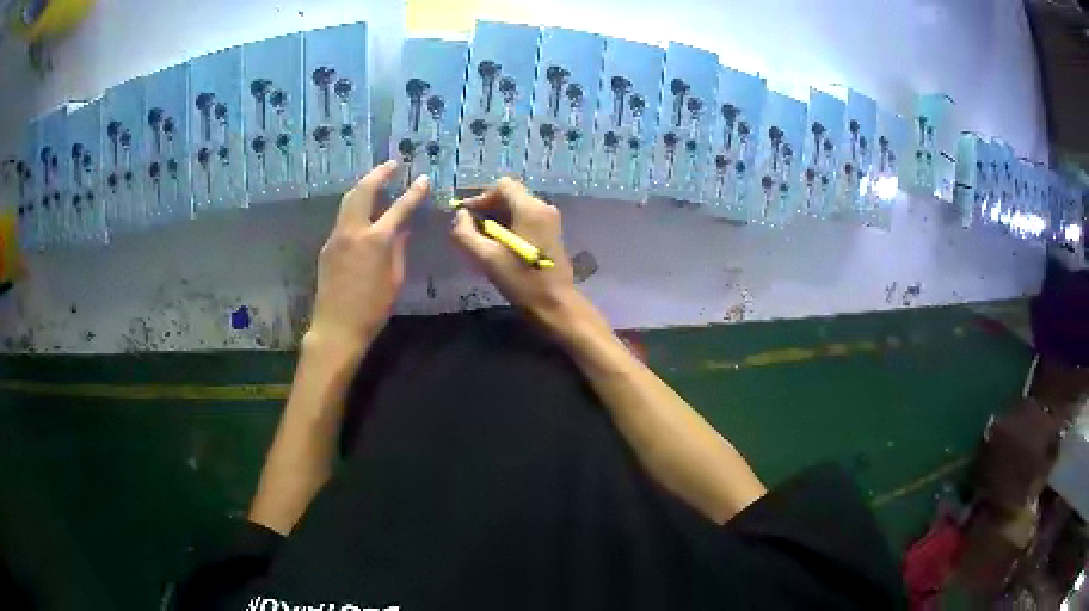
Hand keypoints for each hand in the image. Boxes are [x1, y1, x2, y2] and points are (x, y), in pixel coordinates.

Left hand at [307, 161, 428, 355]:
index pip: (399, 207)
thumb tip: (403, 228)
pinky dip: (354, 207)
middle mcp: (353, 231)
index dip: (413, 192)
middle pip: (363, 191)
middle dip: (378, 174)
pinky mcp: (327, 246)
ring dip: (363, 186)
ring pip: (348, 201)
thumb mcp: (395, 279)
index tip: (423, 179)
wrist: (336, 327)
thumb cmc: (372, 309)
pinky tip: (362, 211)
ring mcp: (336, 236)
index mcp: (376, 240)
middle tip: (391, 165)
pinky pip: (342, 218)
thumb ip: (399, 248)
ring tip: (377, 180)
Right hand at [450, 178, 576, 322]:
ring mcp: (550, 220)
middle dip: (488, 207)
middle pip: (511, 194)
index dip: (480, 197)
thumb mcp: (486, 258)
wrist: (556, 305)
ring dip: (498, 217)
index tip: (466, 216)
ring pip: (518, 207)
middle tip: (472, 229)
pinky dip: (510, 224)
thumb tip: (460, 215)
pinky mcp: (551, 232)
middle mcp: (543, 207)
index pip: (502, 185)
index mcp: (530, 208)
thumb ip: (466, 233)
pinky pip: (526, 218)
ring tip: (483, 239)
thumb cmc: (521, 281)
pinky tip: (500, 245)